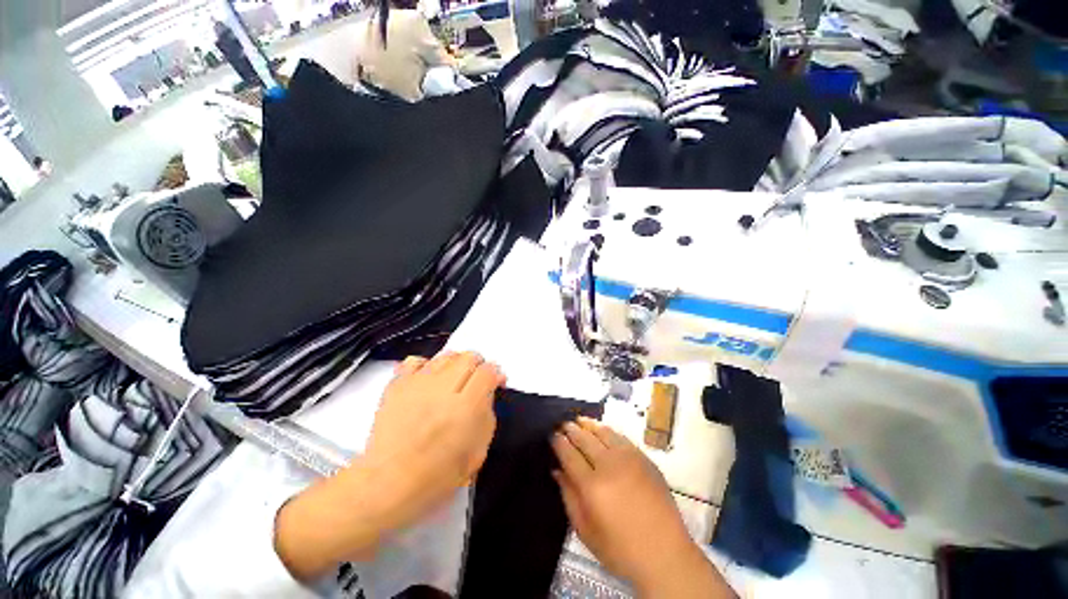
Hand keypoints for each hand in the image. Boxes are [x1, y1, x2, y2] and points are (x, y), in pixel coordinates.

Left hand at [364, 352, 503, 522]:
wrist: (388, 484)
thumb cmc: (437, 476)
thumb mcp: (478, 451)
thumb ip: (488, 414)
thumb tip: (489, 391)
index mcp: (467, 406)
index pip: (488, 371)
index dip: (496, 374)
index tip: (495, 383)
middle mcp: (444, 388)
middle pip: (469, 356)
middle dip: (478, 366)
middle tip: (475, 383)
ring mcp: (418, 383)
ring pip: (446, 355)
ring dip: (456, 364)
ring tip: (453, 381)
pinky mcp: (397, 385)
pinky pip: (416, 360)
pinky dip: (427, 366)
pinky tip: (428, 381)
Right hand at [552, 418, 734, 597]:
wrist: (665, 553)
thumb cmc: (620, 549)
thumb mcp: (586, 531)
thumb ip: (568, 496)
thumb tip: (557, 470)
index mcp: (592, 485)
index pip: (569, 454)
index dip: (558, 442)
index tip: (552, 434)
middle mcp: (609, 465)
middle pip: (584, 439)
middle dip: (570, 429)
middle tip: (562, 423)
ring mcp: (629, 458)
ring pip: (603, 432)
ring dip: (588, 424)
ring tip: (579, 420)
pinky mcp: (644, 458)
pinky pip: (621, 437)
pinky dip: (607, 430)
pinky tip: (602, 430)